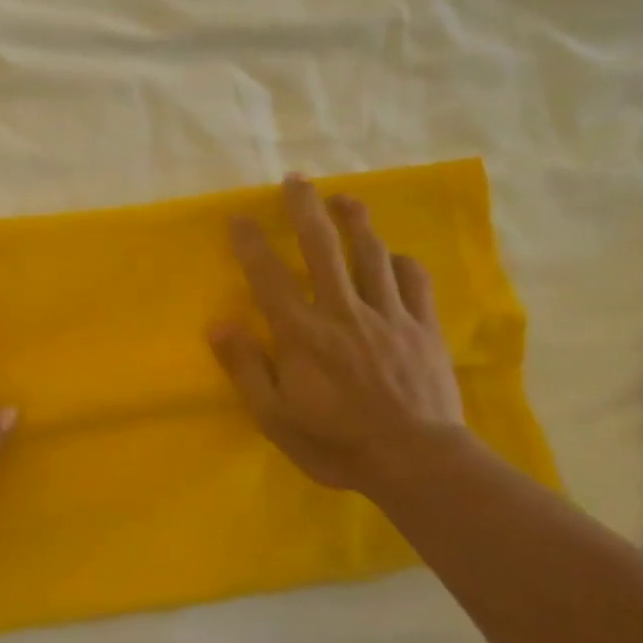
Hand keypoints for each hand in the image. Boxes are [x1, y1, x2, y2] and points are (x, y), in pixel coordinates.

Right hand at [209, 176, 467, 500]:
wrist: (417, 462)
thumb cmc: (337, 443)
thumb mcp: (275, 417)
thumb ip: (246, 368)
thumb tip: (218, 324)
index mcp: (303, 333)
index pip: (269, 277)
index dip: (252, 243)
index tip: (240, 216)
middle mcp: (343, 311)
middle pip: (322, 247)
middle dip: (306, 209)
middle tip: (296, 180)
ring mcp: (389, 315)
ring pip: (372, 253)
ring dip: (356, 221)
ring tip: (344, 198)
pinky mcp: (423, 327)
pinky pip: (415, 281)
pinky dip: (403, 262)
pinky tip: (395, 257)